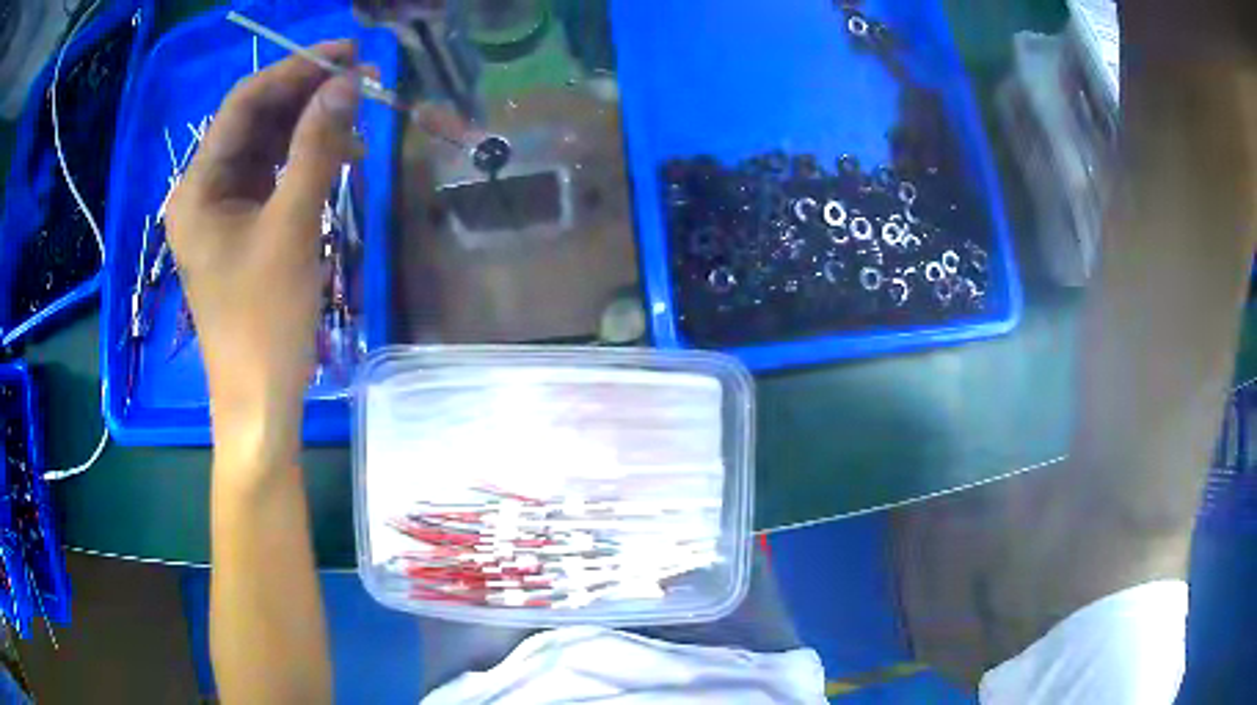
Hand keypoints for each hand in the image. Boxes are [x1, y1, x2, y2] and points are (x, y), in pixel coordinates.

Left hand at [167, 41, 360, 466]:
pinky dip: (305, 161)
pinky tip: (341, 159)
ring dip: (310, 128)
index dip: (293, 71)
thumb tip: (346, 85)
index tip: (345, 55)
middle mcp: (203, 191)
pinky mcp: (242, 228)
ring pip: (266, 147)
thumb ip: (317, 149)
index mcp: (197, 189)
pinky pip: (273, 177)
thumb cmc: (264, 321)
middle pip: (254, 122)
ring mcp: (222, 210)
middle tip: (360, 81)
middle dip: (305, 96)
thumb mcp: (292, 228)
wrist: (260, 399)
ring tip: (358, 125)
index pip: (243, 105)